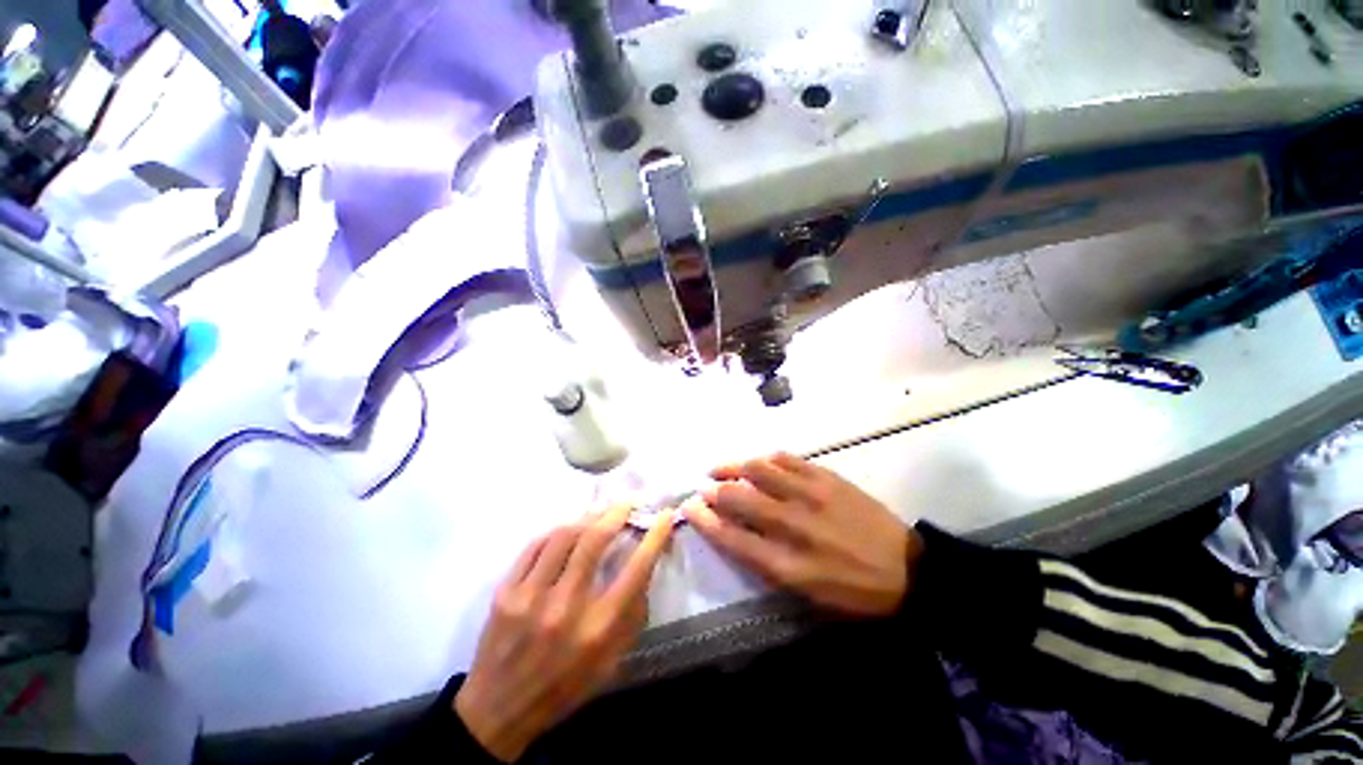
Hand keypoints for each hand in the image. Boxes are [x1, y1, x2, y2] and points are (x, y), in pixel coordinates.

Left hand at [454, 506, 674, 761]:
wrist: (498, 710)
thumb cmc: (563, 688)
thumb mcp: (610, 663)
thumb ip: (631, 617)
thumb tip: (645, 568)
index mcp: (597, 630)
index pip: (636, 570)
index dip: (654, 537)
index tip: (665, 516)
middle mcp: (565, 608)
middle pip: (594, 542)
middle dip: (616, 514)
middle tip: (627, 503)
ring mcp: (530, 597)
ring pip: (563, 536)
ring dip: (587, 517)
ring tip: (598, 511)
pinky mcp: (506, 592)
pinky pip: (535, 547)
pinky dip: (556, 531)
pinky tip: (567, 528)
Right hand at [686, 453, 921, 617]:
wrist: (908, 570)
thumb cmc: (853, 590)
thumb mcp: (807, 594)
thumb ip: (768, 563)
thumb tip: (736, 533)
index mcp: (788, 564)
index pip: (732, 537)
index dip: (705, 520)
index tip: (689, 507)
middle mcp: (794, 525)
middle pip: (740, 499)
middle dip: (714, 491)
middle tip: (704, 487)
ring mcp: (811, 495)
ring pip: (759, 470)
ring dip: (734, 467)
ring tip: (722, 468)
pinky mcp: (827, 477)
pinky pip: (787, 459)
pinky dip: (765, 459)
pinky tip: (758, 462)